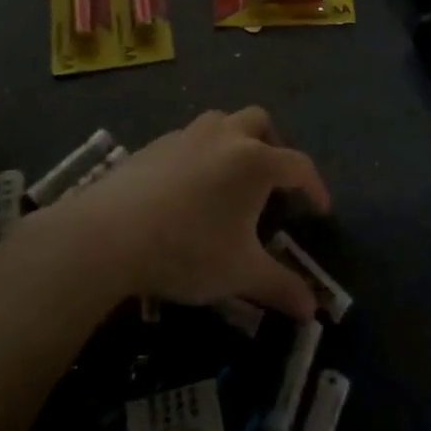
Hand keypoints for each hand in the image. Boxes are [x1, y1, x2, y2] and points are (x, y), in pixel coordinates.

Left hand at [57, 107, 329, 318]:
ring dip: (234, 140)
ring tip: (230, 177)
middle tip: (272, 180)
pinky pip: (189, 138)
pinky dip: (200, 153)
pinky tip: (188, 186)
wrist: (110, 234)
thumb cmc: (188, 249)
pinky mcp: (154, 144)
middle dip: (273, 144)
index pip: (299, 165)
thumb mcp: (240, 273)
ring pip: (222, 121)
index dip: (315, 186)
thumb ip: (280, 286)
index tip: (321, 209)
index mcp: (255, 161)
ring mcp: (187, 135)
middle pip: (260, 122)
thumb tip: (313, 309)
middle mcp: (226, 136)